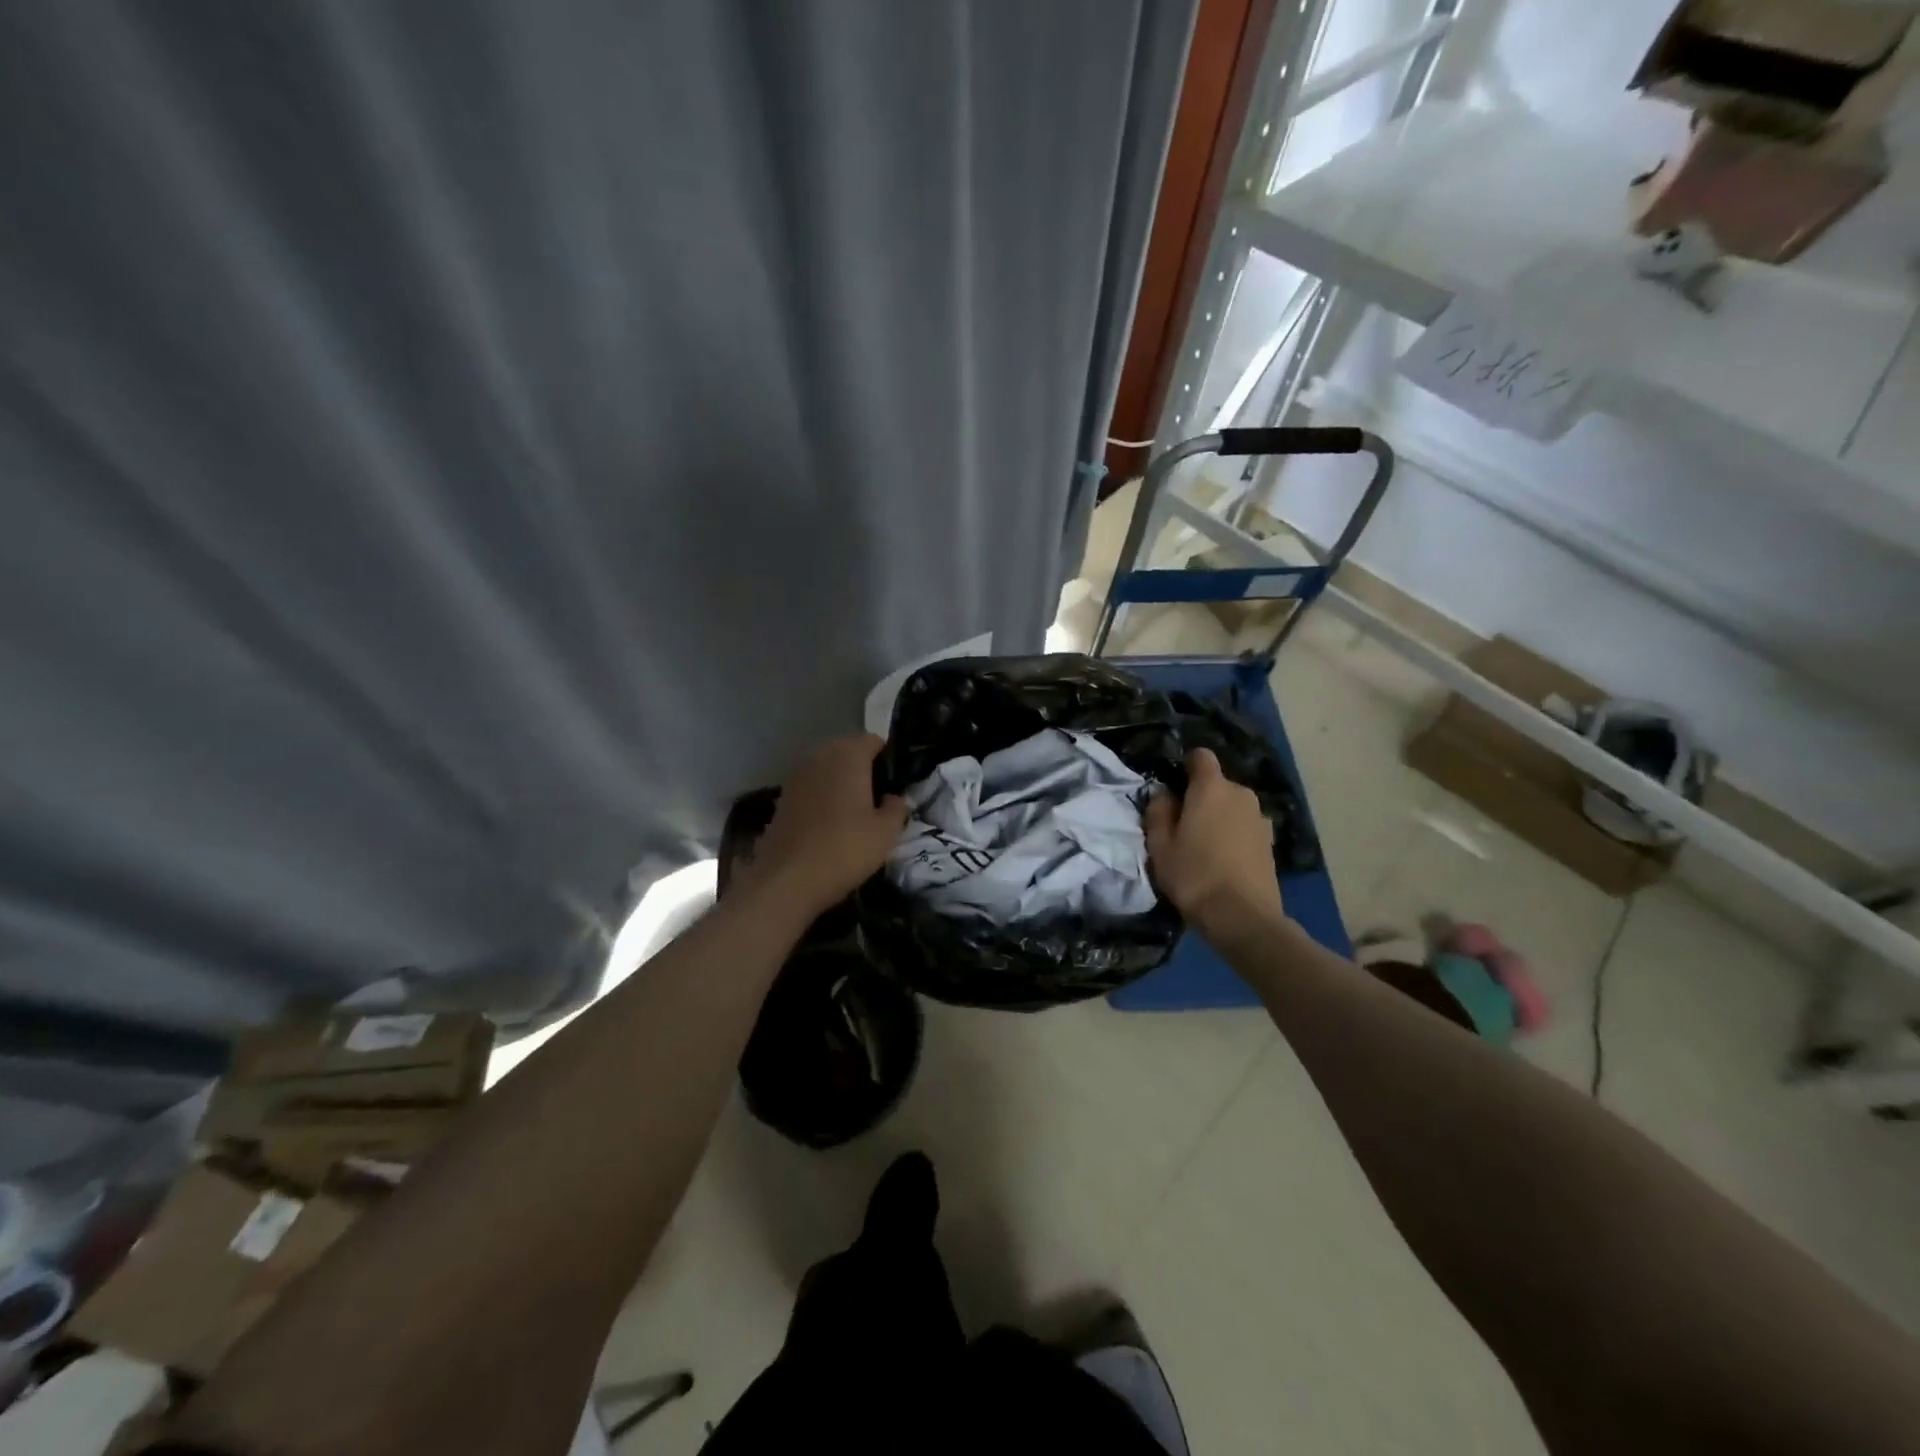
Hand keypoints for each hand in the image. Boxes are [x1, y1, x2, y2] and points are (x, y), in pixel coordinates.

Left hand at [744, 735, 908, 913]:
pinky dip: (824, 797)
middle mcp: (820, 756)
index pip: (875, 741)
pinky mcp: (782, 798)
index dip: (889, 759)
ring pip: (828, 769)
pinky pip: (812, 787)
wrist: (787, 880)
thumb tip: (895, 798)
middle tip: (880, 800)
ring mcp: (797, 775)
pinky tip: (832, 824)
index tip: (898, 784)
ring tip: (857, 813)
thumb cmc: (845, 849)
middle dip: (865, 769)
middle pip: (849, 752)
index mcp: (848, 754)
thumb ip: (897, 808)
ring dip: (842, 783)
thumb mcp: (886, 832)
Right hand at [1144, 748, 1286, 940]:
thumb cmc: (1193, 875)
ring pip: (1232, 806)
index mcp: (1211, 788)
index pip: (1201, 756)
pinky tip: (1223, 860)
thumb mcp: (1160, 845)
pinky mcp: (1270, 841)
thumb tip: (1164, 794)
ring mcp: (1260, 818)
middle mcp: (1241, 794)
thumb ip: (1158, 812)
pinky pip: (1245, 826)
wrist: (1243, 917)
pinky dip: (1234, 834)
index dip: (1185, 765)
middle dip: (1200, 796)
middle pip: (1217, 784)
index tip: (1173, 785)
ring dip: (1219, 817)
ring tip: (1204, 846)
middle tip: (1182, 824)